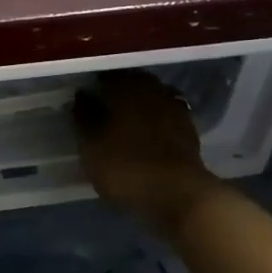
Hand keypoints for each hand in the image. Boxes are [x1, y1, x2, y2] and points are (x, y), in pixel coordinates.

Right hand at [73, 71, 219, 223]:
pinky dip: (154, 121)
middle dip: (117, 93)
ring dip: (137, 106)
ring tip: (122, 123)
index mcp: (127, 89)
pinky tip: (144, 135)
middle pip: (132, 83)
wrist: (179, 196)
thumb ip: (83, 118)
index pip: (106, 76)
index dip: (93, 86)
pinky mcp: (189, 130)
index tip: (83, 98)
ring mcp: (175, 109)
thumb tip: (82, 95)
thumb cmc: (126, 168)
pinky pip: (165, 116)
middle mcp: (153, 90)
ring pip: (151, 98)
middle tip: (101, 110)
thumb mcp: (90, 147)